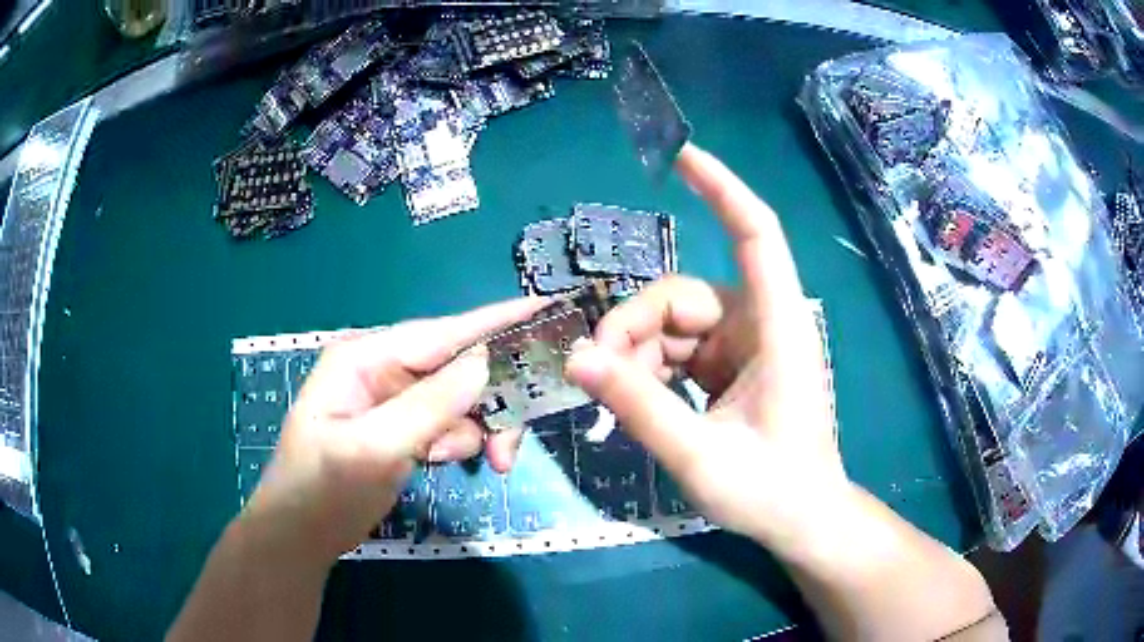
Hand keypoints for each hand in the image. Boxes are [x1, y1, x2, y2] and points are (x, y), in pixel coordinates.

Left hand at [242, 298, 546, 559]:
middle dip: (489, 404)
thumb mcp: (370, 450)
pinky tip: (439, 463)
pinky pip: (449, 425)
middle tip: (507, 452)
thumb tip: (484, 362)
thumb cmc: (322, 489)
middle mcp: (383, 370)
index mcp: (366, 358)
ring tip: (458, 464)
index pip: (441, 333)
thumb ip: (427, 407)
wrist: (301, 535)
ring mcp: (394, 400)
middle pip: (458, 370)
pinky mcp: (403, 428)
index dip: (495, 321)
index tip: (545, 308)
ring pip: (461, 401)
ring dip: (474, 431)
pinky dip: (458, 444)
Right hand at [565, 144, 848, 551]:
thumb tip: (577, 358)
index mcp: (777, 327)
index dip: (722, 188)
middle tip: (598, 374)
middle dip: (633, 327)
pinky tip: (634, 400)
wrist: (802, 521)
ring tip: (614, 398)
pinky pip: (676, 351)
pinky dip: (648, 370)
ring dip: (635, 355)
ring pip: (672, 325)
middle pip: (683, 295)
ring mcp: (742, 347)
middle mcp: (759, 324)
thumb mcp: (700, 455)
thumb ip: (639, 406)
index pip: (755, 234)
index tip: (681, 156)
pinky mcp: (728, 369)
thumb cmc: (771, 491)